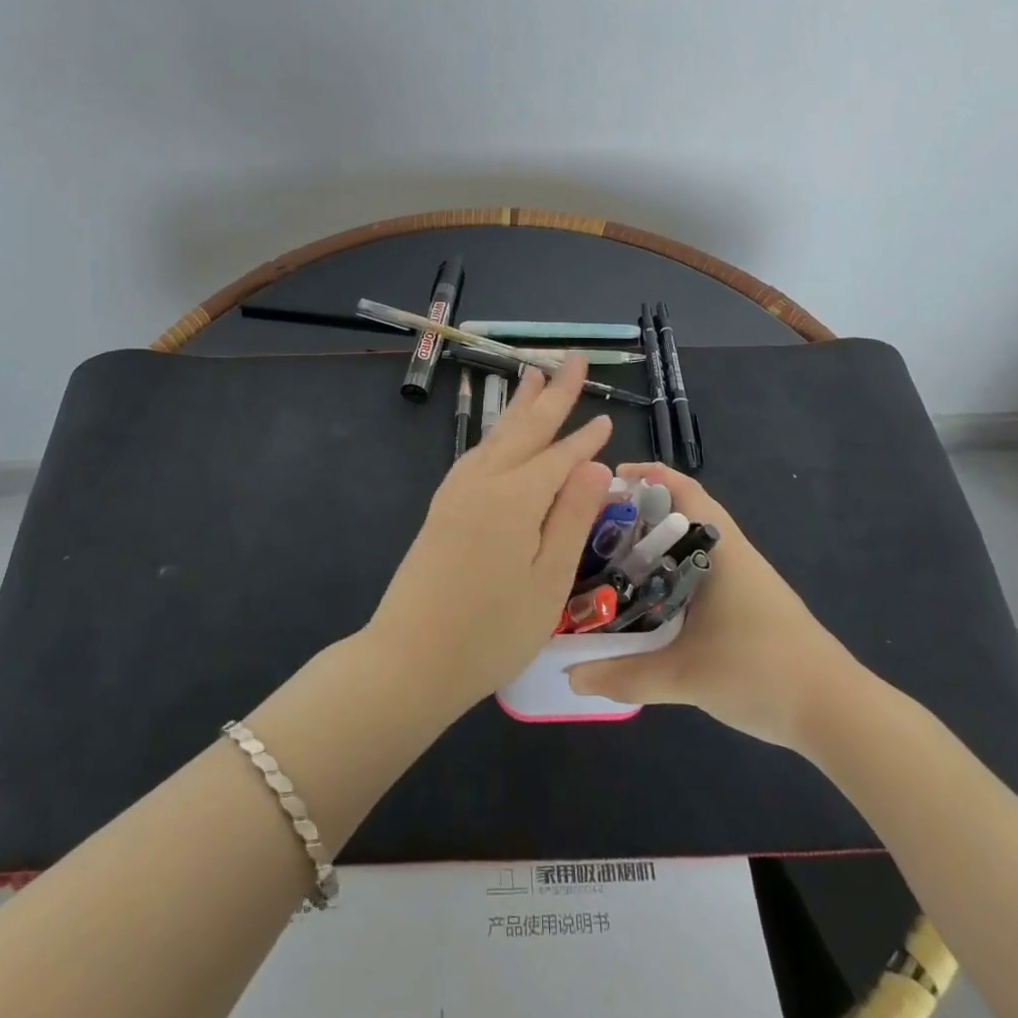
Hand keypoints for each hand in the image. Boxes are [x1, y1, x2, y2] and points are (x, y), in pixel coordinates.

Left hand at [365, 357, 613, 716]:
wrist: (410, 658)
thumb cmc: (491, 631)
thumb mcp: (548, 581)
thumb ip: (572, 517)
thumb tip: (598, 466)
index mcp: (516, 498)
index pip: (560, 457)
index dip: (585, 439)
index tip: (607, 419)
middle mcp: (484, 481)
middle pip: (525, 429)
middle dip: (552, 394)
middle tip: (571, 360)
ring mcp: (457, 491)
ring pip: (497, 436)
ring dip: (520, 406)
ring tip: (533, 377)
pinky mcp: (442, 506)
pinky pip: (477, 454)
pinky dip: (496, 434)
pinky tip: (500, 436)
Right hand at [566, 463, 867, 754]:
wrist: (837, 712)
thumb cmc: (761, 673)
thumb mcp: (685, 676)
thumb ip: (625, 674)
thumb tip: (570, 675)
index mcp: (719, 549)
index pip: (681, 489)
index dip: (645, 476)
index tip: (605, 482)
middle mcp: (732, 553)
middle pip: (681, 513)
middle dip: (638, 513)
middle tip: (593, 528)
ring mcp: (744, 579)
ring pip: (690, 545)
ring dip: (655, 544)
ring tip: (610, 560)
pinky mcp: (749, 604)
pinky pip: (700, 570)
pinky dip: (670, 571)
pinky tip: (647, 599)